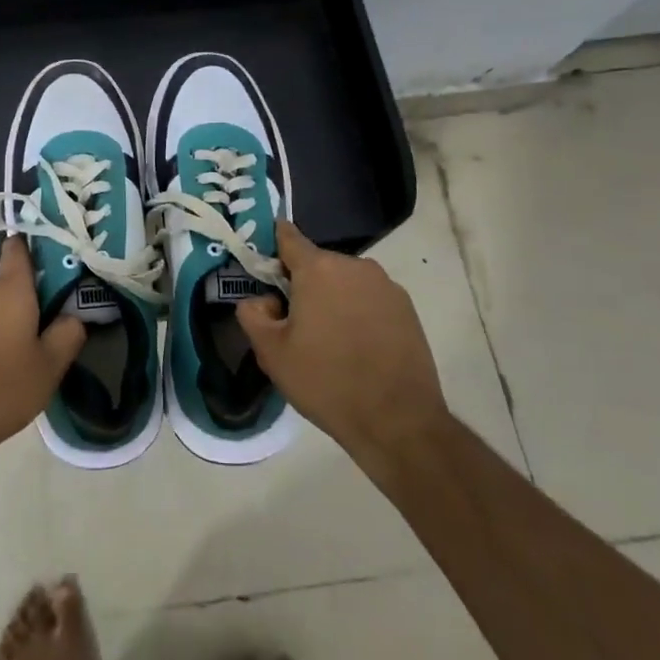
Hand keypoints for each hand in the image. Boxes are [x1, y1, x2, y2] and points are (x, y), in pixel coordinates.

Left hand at [0, 238, 86, 471]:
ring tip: (15, 360)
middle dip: (26, 302)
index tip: (54, 263)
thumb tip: (74, 316)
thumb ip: (68, 335)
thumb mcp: (48, 369)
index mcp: (10, 288)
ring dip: (2, 323)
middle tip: (44, 334)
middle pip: (8, 284)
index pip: (19, 248)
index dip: (35, 248)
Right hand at [236, 220, 447, 472]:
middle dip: (303, 284)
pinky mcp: (407, 308)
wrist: (399, 421)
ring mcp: (386, 285)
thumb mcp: (271, 353)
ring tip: (329, 341)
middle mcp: (355, 266)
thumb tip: (262, 300)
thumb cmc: (327, 382)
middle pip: (317, 264)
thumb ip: (252, 314)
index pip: (288, 237)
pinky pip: (370, 298)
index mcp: (318, 269)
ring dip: (332, 299)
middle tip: (294, 323)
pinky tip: (357, 348)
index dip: (272, 247)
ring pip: (345, 282)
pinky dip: (358, 312)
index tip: (264, 268)